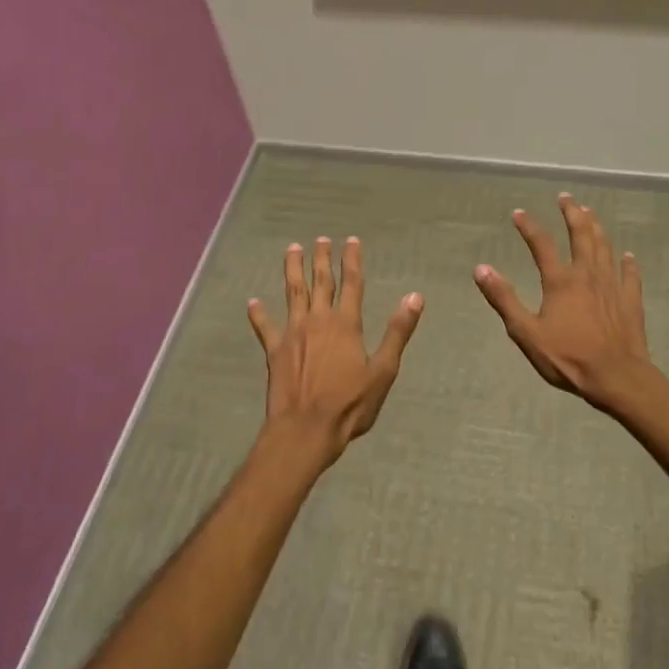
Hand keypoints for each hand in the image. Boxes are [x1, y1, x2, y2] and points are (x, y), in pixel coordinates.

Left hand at [248, 236, 423, 467]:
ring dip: (293, 270)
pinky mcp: (274, 351)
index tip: (351, 240)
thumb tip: (415, 297)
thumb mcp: (383, 371)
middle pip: (320, 282)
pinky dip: (259, 314)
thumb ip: (397, 332)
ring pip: (293, 293)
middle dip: (322, 259)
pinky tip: (253, 302)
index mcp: (346, 324)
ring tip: (292, 249)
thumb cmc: (350, 404)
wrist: (306, 429)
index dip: (352, 260)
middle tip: (320, 239)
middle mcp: (318, 321)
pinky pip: (265, 328)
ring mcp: (293, 334)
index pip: (352, 283)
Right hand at [474, 194, 651, 411]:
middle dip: (572, 214)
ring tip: (591, 214)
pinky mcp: (631, 301)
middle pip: (581, 236)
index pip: (542, 245)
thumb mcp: (526, 332)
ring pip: (605, 248)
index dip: (529, 227)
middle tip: (566, 198)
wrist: (617, 377)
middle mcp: (587, 275)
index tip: (519, 213)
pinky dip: (628, 263)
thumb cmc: (567, 358)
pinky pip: (630, 275)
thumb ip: (504, 299)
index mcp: (561, 281)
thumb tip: (481, 269)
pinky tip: (627, 256)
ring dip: (597, 228)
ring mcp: (612, 286)